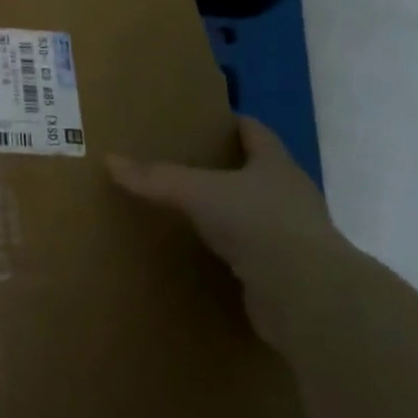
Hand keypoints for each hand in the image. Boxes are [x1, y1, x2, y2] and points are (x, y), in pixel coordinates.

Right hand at [107, 118, 357, 353]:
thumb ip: (156, 178)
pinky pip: (255, 255)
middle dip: (229, 168)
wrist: (308, 296)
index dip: (236, 124)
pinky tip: (208, 254)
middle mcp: (291, 197)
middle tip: (189, 163)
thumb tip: (109, 160)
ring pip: (258, 215)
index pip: (257, 134)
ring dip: (232, 213)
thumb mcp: (197, 192)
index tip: (210, 120)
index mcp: (276, 167)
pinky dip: (234, 252)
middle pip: (260, 174)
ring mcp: (294, 238)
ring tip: (193, 209)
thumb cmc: (258, 223)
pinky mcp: (288, 275)